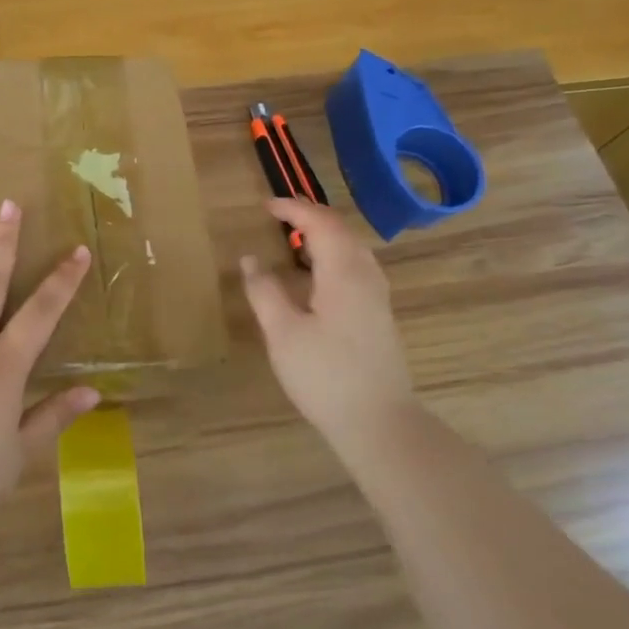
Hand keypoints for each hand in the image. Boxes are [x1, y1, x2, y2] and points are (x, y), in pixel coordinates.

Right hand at [239, 199, 417, 458]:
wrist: (378, 422)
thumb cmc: (325, 375)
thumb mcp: (282, 333)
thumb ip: (264, 291)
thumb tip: (250, 259)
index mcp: (343, 273)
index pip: (320, 223)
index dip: (293, 209)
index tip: (265, 205)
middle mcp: (366, 276)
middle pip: (341, 230)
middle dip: (310, 216)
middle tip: (279, 215)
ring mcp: (377, 296)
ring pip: (353, 249)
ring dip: (325, 235)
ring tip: (295, 239)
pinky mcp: (379, 315)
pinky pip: (356, 267)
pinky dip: (334, 255)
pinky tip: (316, 275)